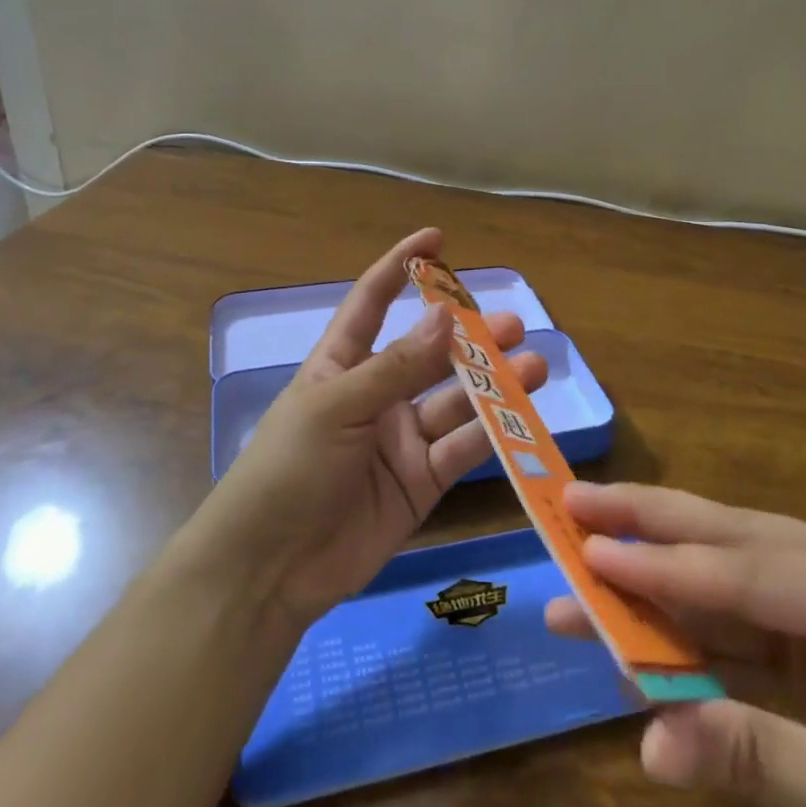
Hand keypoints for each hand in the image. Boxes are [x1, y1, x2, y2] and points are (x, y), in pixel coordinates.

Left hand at [187, 229, 547, 626]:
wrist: (271, 568)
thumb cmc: (289, 469)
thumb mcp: (338, 407)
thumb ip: (396, 366)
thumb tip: (446, 315)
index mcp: (342, 365)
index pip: (373, 302)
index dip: (401, 267)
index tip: (437, 238)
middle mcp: (376, 395)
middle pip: (429, 354)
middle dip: (469, 337)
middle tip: (513, 324)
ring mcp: (401, 440)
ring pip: (455, 401)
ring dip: (493, 384)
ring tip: (533, 367)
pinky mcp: (422, 482)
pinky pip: (463, 451)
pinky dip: (493, 436)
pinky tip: (523, 419)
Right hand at [546, 483, 805, 806]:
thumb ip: (757, 759)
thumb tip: (645, 744)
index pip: (747, 572)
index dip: (659, 563)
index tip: (583, 542)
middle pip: (739, 541)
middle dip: (654, 524)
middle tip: (575, 500)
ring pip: (741, 578)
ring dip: (666, 575)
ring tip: (590, 556)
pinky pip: (759, 630)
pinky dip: (700, 629)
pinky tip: (650, 625)